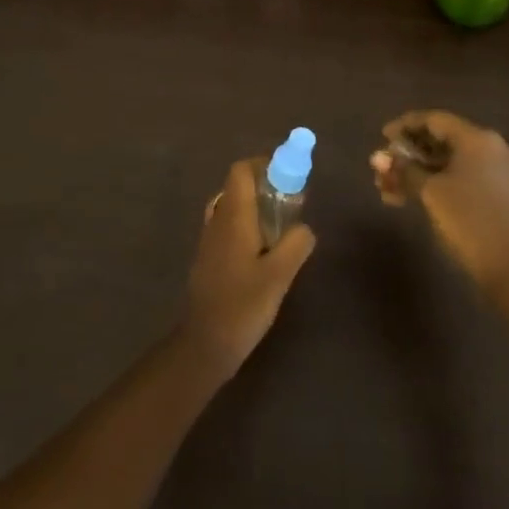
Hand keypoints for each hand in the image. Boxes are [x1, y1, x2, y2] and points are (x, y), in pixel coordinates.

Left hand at [180, 158, 316, 380]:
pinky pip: (229, 227)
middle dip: (265, 187)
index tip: (289, 175)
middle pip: (237, 187)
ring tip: (282, 228)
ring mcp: (210, 240)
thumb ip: (296, 244)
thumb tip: (304, 228)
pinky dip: (248, 226)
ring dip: (256, 208)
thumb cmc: (242, 305)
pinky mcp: (209, 259)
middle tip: (292, 203)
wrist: (205, 344)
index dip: (264, 165)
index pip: (241, 171)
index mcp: (232, 216)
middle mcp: (217, 220)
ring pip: (233, 208)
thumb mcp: (279, 274)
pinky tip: (265, 252)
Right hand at [370, 111, 508, 300]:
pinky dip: (442, 185)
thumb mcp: (431, 193)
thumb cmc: (471, 223)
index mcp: (479, 140)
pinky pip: (468, 180)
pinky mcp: (508, 198)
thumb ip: (404, 170)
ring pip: (454, 164)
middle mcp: (496, 149)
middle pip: (445, 141)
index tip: (383, 137)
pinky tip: (419, 201)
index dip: (405, 125)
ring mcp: (506, 175)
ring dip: (422, 174)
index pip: (435, 120)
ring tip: (392, 193)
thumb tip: (381, 158)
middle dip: (411, 155)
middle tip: (385, 170)